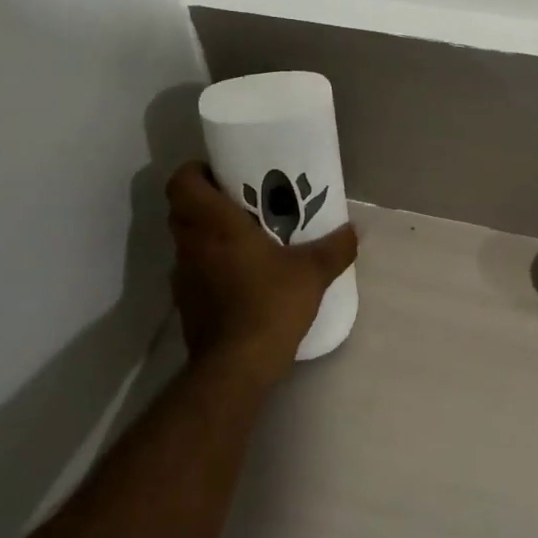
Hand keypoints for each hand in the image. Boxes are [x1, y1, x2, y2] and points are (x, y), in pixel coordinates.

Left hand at [166, 160, 357, 372]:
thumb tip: (355, 229)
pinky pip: (194, 271)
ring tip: (245, 239)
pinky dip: (210, 267)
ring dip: (207, 235)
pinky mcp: (186, 304)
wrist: (236, 366)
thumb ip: (335, 248)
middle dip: (206, 201)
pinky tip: (241, 278)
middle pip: (182, 209)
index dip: (195, 171)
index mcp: (214, 224)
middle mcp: (191, 245)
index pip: (182, 182)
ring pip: (187, 241)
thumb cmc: (269, 305)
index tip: (221, 174)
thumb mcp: (312, 274)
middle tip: (240, 203)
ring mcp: (184, 276)